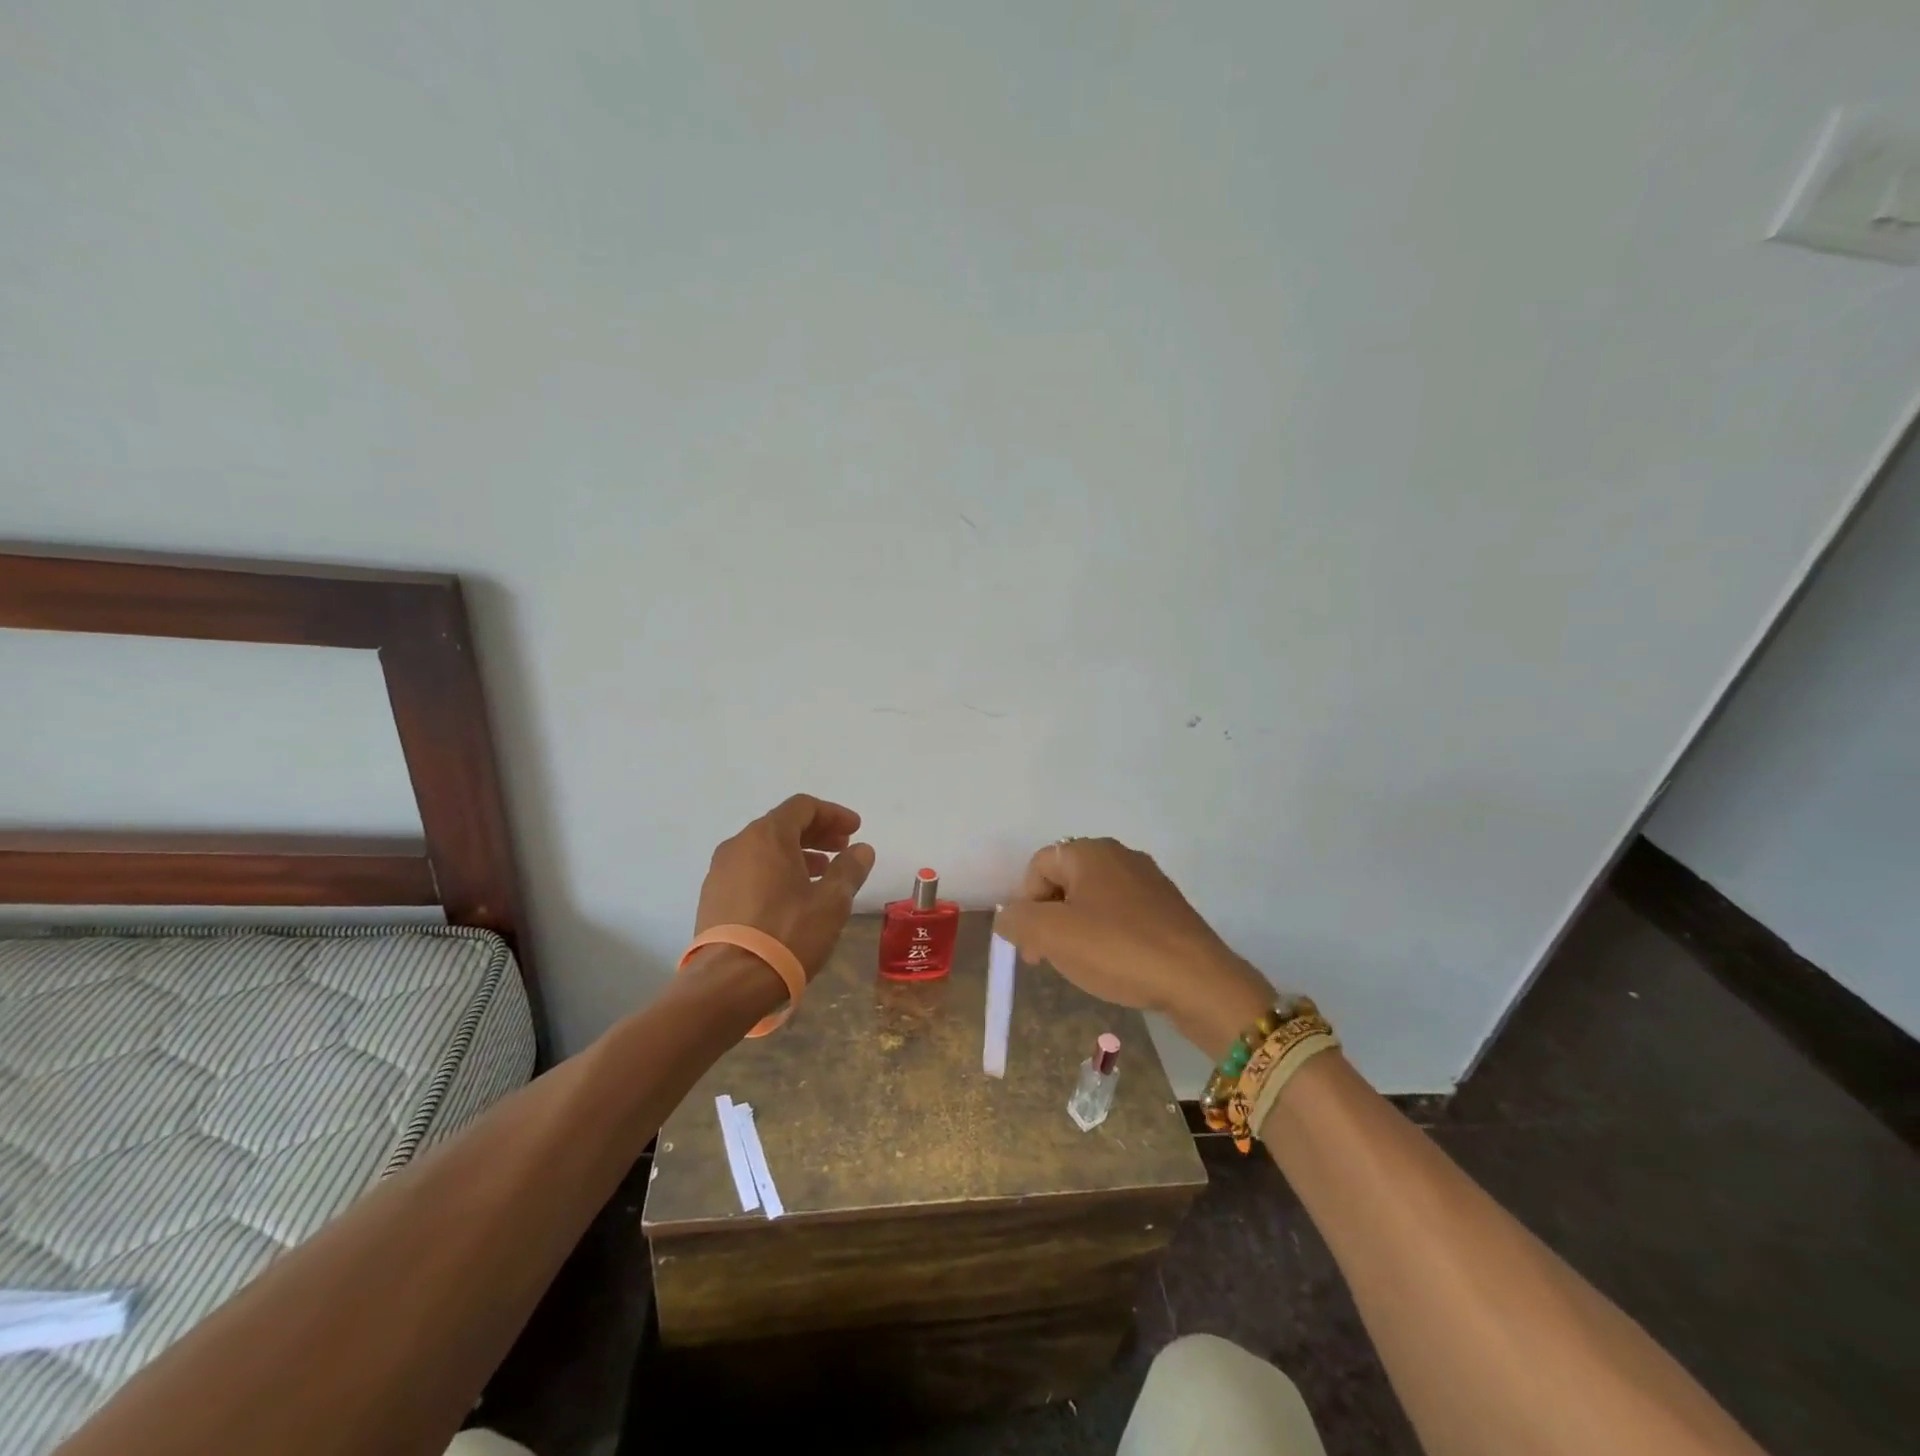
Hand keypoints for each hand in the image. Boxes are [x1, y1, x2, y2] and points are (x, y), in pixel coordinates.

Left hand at [694, 794, 876, 978]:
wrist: (728, 984)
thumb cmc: (787, 934)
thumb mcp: (832, 902)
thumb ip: (849, 869)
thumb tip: (861, 850)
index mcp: (767, 836)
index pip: (803, 807)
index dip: (833, 814)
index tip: (855, 830)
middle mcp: (738, 845)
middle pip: (782, 825)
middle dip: (817, 833)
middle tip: (843, 849)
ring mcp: (720, 872)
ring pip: (764, 849)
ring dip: (796, 854)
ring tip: (822, 875)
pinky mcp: (712, 898)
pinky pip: (749, 871)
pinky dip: (775, 872)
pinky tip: (792, 897)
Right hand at [996, 837, 1275, 1059]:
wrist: (1198, 981)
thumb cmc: (1117, 950)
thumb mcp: (1051, 935)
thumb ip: (1017, 920)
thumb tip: (1009, 917)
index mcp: (1090, 851)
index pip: (1038, 866)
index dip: (1025, 905)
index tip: (1031, 948)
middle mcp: (1120, 855)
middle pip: (1065, 881)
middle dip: (1049, 919)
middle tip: (1049, 959)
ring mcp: (1149, 881)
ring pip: (1093, 900)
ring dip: (1077, 930)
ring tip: (1083, 965)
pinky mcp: (1168, 908)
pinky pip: (1122, 915)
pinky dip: (1108, 936)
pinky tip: (1115, 964)